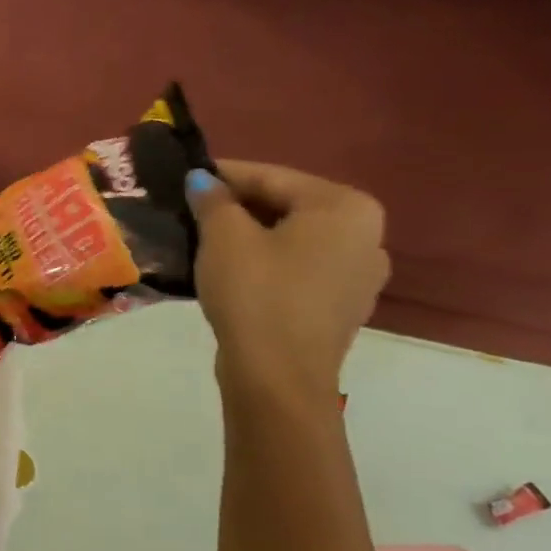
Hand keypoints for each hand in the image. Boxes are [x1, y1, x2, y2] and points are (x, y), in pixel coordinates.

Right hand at [186, 162, 390, 400]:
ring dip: (250, 236)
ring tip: (204, 239)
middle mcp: (366, 234)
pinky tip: (232, 272)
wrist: (278, 376)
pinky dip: (266, 263)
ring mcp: (359, 274)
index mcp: (345, 207)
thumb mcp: (224, 238)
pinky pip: (298, 269)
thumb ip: (213, 200)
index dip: (223, 174)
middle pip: (287, 207)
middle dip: (238, 206)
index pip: (272, 177)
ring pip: (292, 240)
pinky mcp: (340, 306)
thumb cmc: (256, 294)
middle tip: (191, 209)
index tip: (185, 175)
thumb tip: (202, 180)